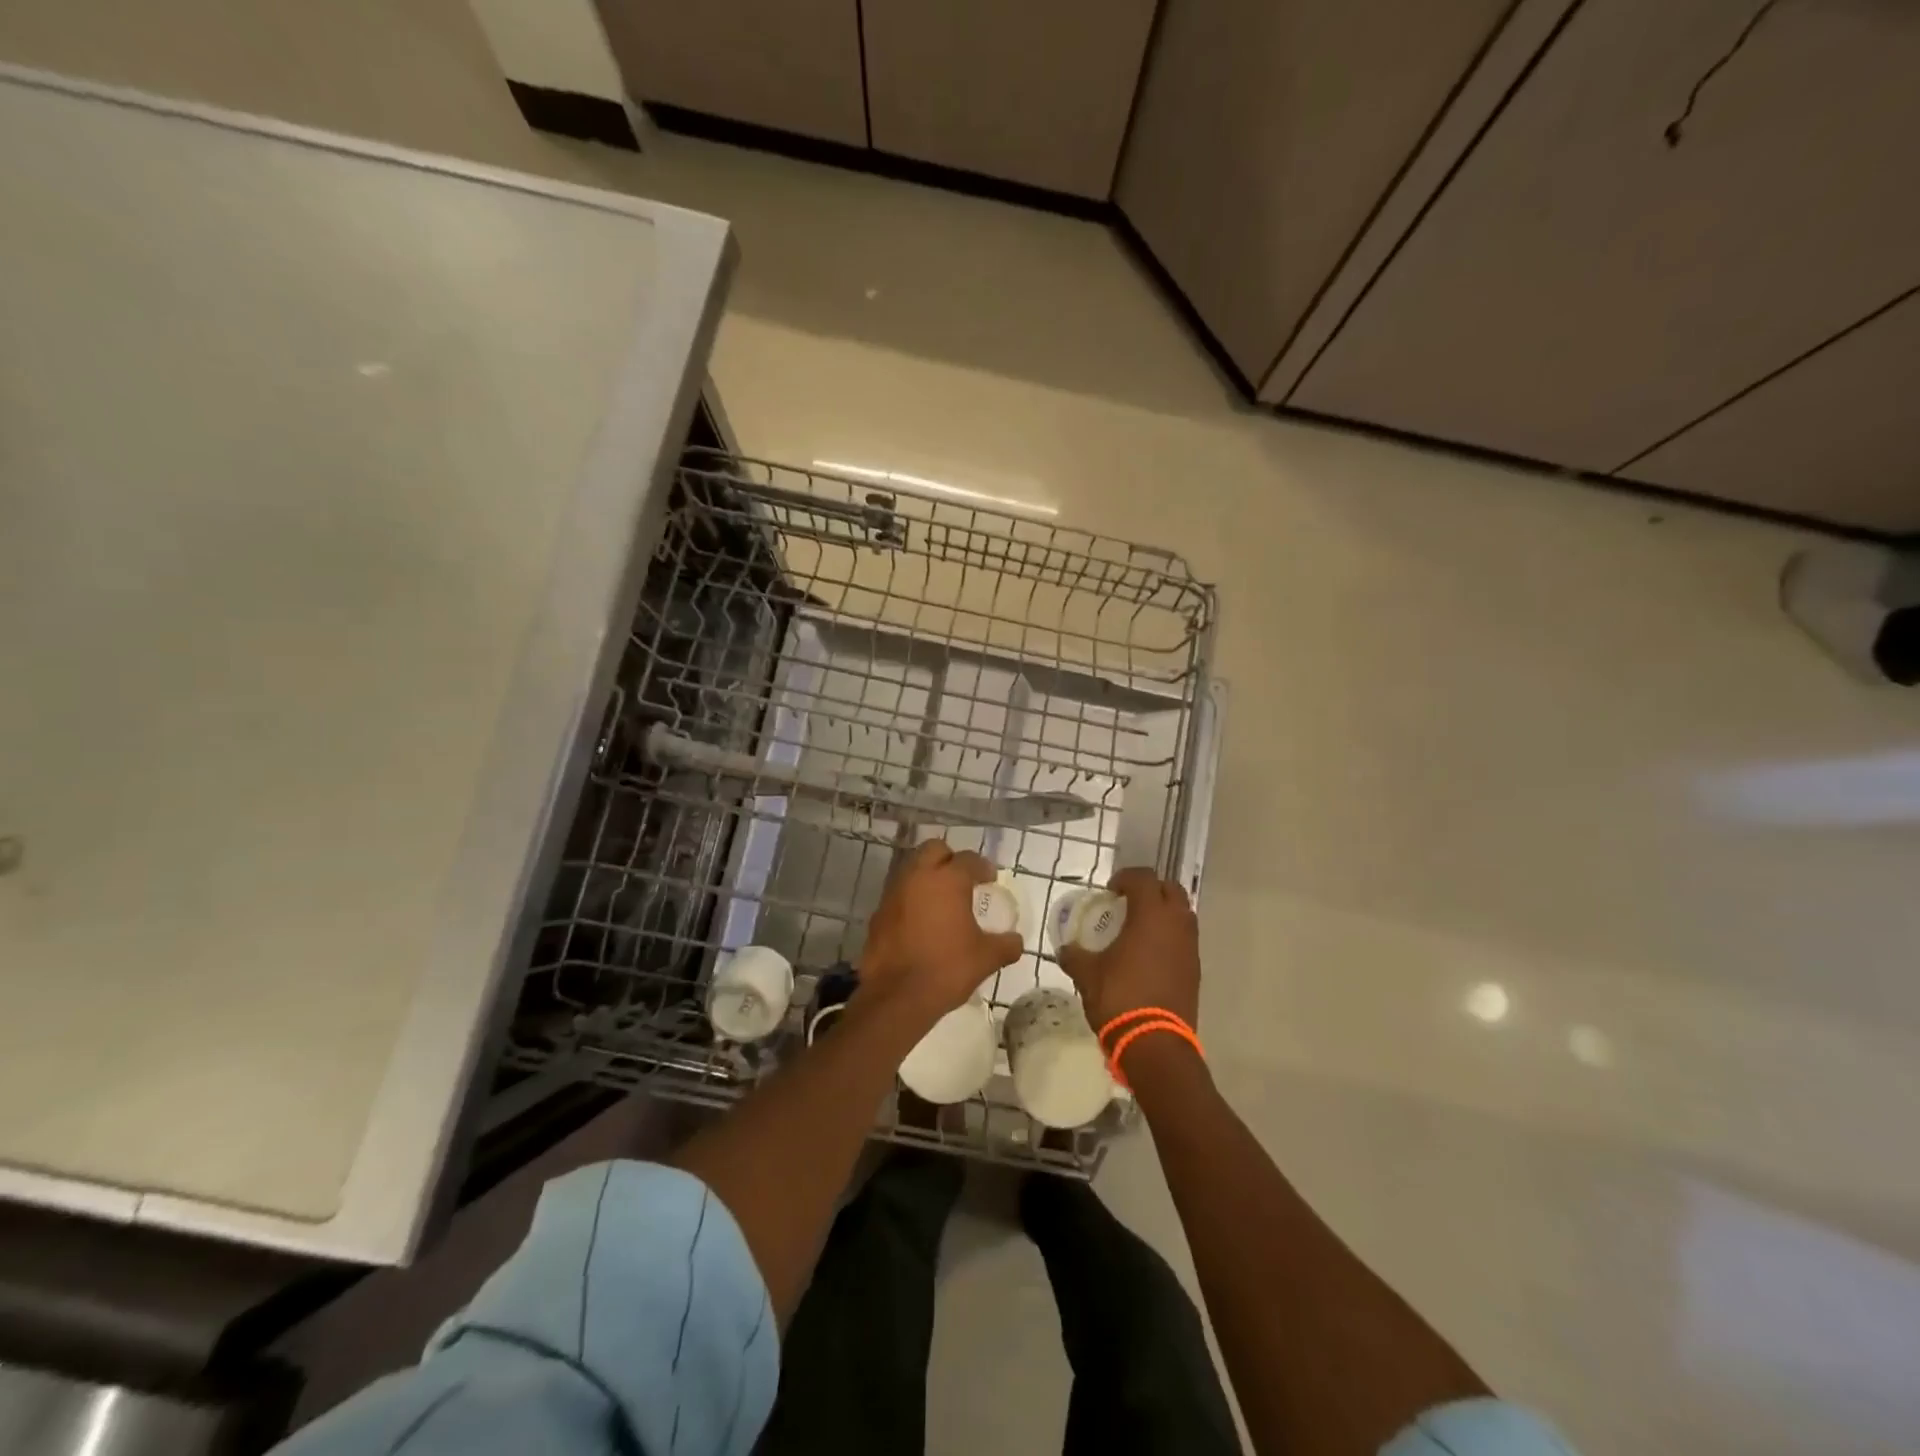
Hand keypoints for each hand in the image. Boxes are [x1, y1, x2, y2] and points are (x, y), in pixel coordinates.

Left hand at [859, 840, 1023, 1022]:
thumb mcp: (986, 958)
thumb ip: (1005, 945)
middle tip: (962, 879)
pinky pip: (898, 893)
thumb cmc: (947, 969)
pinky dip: (911, 898)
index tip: (989, 879)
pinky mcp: (878, 912)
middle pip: (934, 849)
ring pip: (912, 868)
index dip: (982, 867)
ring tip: (941, 899)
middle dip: (949, 859)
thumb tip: (1016, 941)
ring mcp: (893, 892)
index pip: (968, 859)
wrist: (897, 996)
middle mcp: (918, 876)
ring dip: (927, 876)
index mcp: (947, 880)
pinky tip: (920, 920)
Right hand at [1057, 867, 1200, 1031]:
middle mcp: (1176, 924)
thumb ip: (1074, 955)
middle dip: (1151, 890)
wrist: (1155, 1044)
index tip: (1110, 891)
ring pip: (1182, 915)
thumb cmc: (1119, 997)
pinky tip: (1149, 956)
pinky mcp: (1195, 971)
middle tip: (1128, 903)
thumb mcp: (1087, 974)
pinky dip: (1169, 938)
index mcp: (1150, 915)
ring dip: (1163, 914)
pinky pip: (1184, 940)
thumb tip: (1065, 949)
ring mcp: (1190, 948)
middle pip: (1171, 890)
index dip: (1126, 878)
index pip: (1144, 878)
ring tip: (1139, 929)